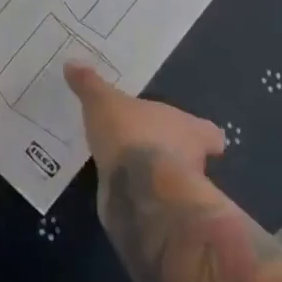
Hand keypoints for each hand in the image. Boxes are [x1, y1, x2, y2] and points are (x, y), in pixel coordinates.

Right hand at [65, 62, 226, 214]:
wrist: (138, 194)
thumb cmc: (132, 135)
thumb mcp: (103, 101)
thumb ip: (90, 84)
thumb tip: (72, 63)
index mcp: (188, 129)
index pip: (209, 132)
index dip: (201, 134)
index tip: (191, 134)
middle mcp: (193, 162)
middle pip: (192, 158)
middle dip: (172, 155)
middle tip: (146, 148)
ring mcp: (180, 195)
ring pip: (172, 184)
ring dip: (153, 178)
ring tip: (126, 168)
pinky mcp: (162, 218)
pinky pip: (151, 204)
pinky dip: (138, 198)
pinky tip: (116, 189)